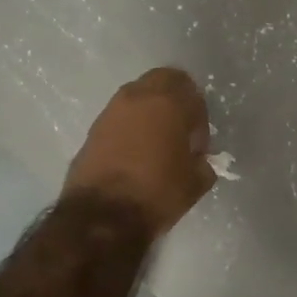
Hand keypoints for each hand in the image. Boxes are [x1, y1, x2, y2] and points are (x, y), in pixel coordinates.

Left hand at [64, 67, 215, 236]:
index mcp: (167, 102)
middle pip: (162, 81)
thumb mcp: (195, 183)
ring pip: (137, 96)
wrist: (102, 216)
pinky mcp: (93, 129)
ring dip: (150, 112)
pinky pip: (119, 117)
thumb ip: (203, 163)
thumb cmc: (157, 193)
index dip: (199, 116)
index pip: (191, 91)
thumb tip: (198, 160)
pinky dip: (130, 127)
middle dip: (175, 100)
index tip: (197, 144)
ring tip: (156, 145)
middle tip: (179, 131)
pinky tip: (134, 155)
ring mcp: (111, 111)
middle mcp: (137, 97)